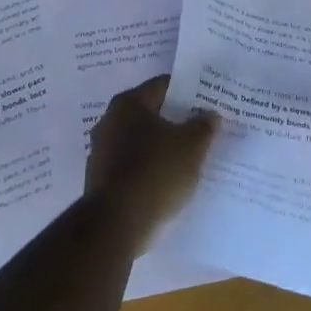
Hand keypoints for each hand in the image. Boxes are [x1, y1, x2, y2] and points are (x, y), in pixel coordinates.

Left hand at [84, 76, 218, 251]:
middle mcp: (109, 121)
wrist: (116, 225)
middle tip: (202, 129)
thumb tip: (209, 114)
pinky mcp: (100, 180)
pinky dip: (149, 169)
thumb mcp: (192, 146)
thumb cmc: (155, 172)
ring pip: (141, 142)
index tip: (207, 102)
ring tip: (189, 157)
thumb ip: (203, 126)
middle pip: (151, 114)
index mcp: (129, 104)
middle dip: (175, 121)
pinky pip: (132, 166)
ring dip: (161, 147)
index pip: (163, 86)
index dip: (188, 92)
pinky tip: (168, 181)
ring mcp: (101, 152)